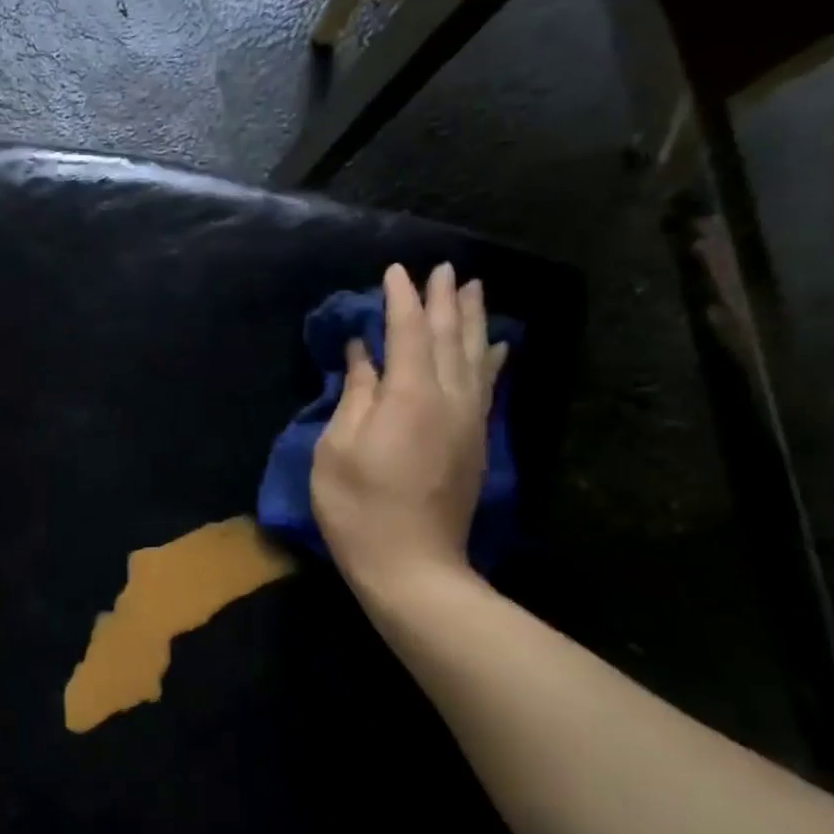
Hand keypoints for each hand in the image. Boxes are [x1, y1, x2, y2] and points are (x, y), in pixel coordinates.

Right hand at [311, 262, 506, 602]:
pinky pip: (489, 385)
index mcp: (409, 396)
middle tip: (444, 268)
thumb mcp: (336, 450)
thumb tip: (362, 354)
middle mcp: (448, 398)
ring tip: (474, 288)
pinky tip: (497, 344)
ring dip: (474, 319)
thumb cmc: (358, 508)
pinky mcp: (477, 441)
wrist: (412, 565)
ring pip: (477, 355)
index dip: (401, 299)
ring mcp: (469, 420)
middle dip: (445, 299)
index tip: (395, 271)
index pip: (407, 332)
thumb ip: (355, 395)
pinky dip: (492, 358)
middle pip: (449, 336)